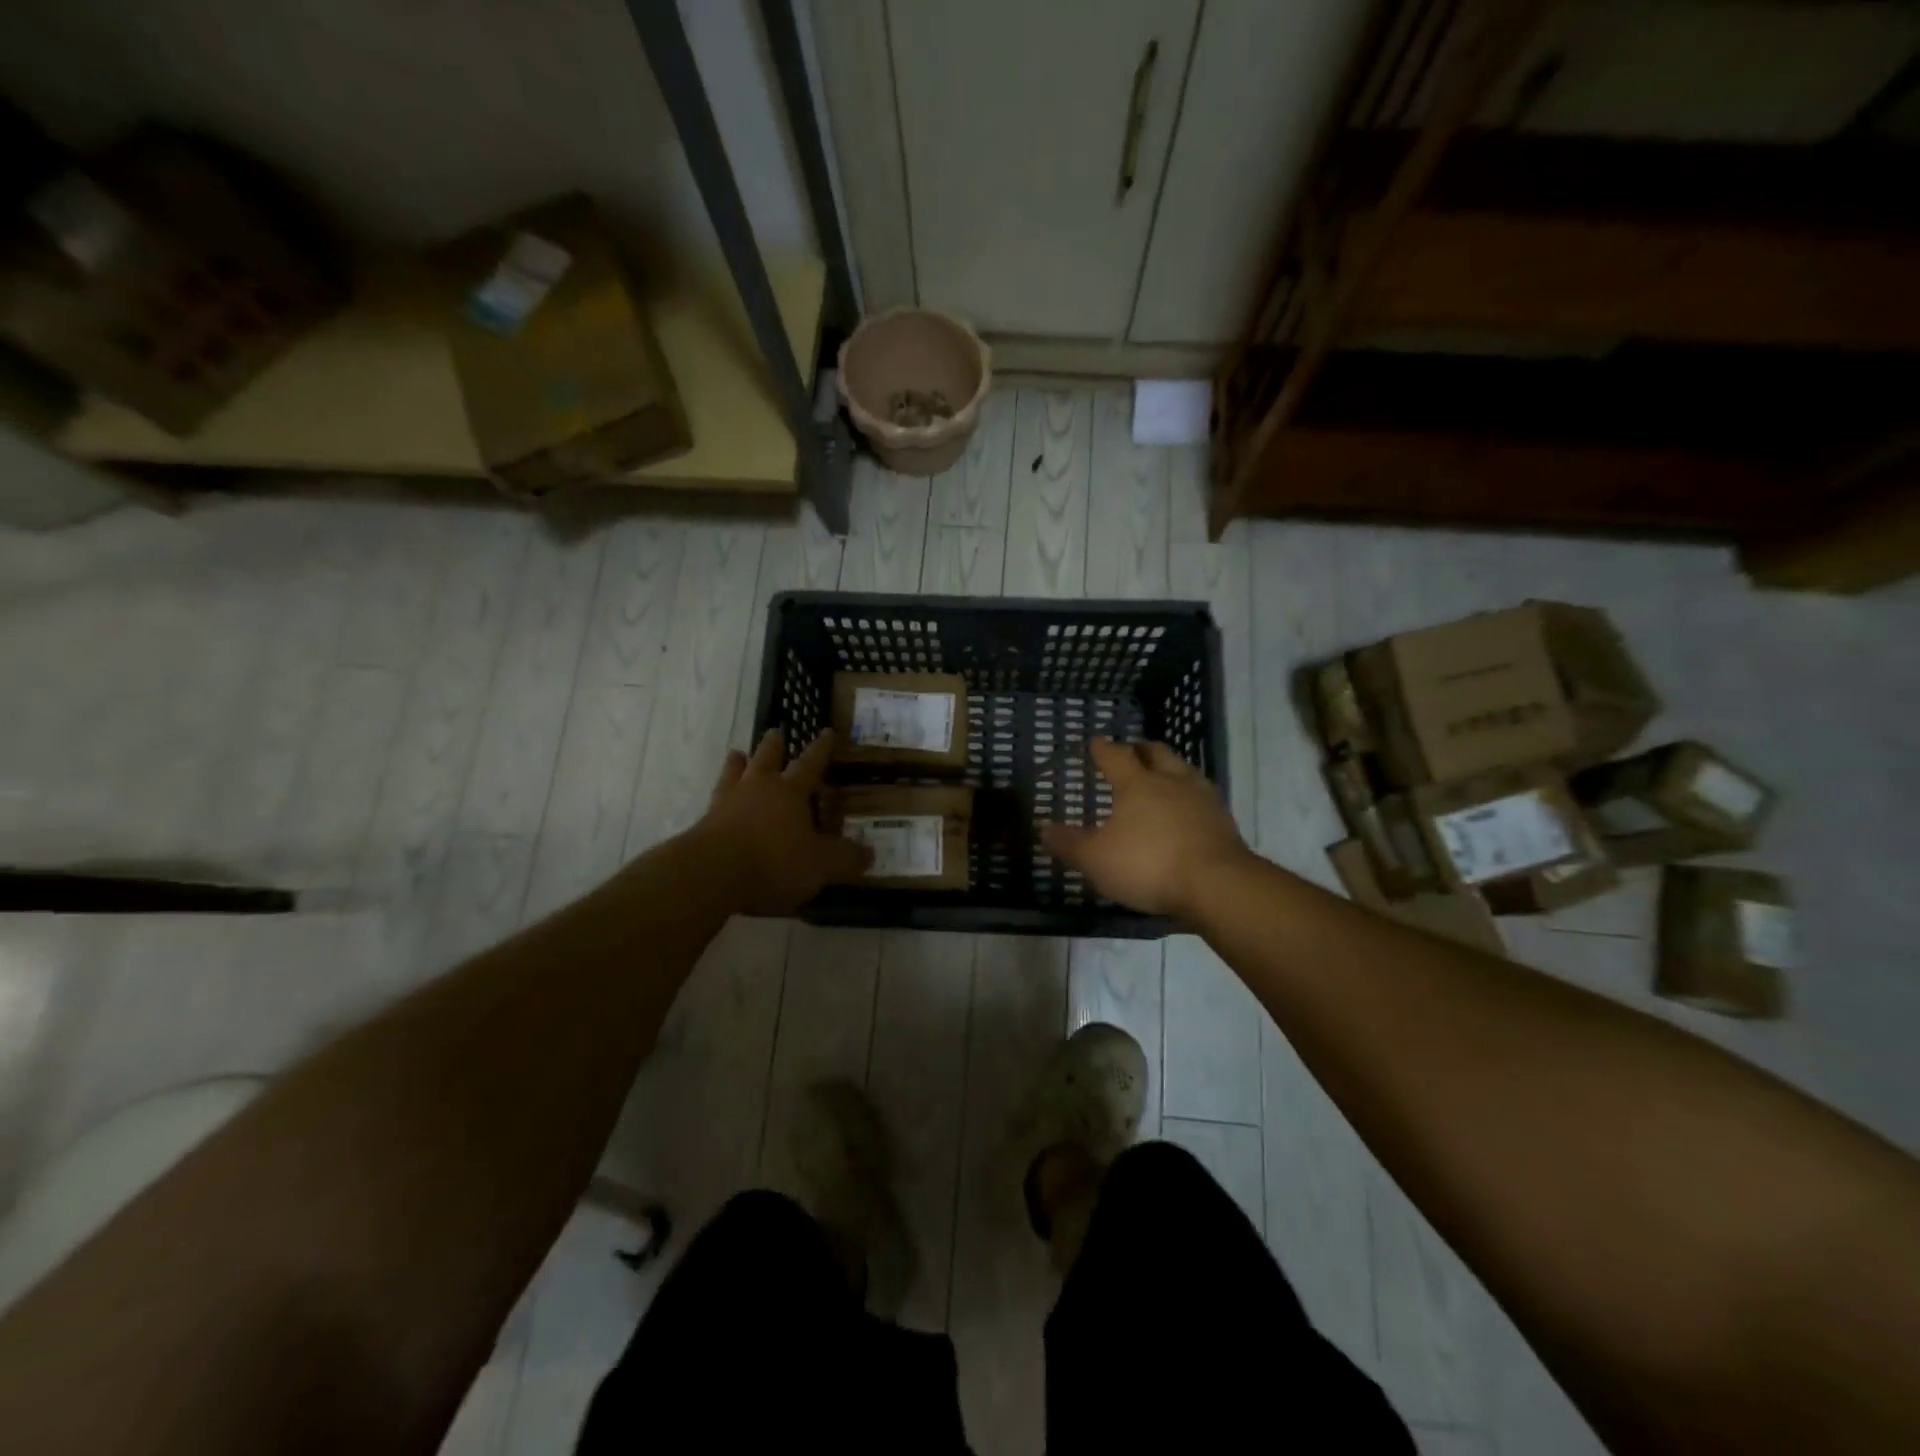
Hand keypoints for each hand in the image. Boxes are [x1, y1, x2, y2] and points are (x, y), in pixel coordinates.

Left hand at [690, 729, 870, 914]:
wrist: (710, 874)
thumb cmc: (773, 862)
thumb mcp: (820, 865)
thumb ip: (845, 858)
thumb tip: (869, 853)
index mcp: (790, 792)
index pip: (810, 763)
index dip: (821, 749)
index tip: (826, 732)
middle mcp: (758, 789)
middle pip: (766, 758)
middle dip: (774, 746)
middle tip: (775, 731)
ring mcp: (726, 804)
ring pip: (734, 774)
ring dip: (738, 763)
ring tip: (737, 754)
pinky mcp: (704, 824)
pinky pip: (715, 801)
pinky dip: (720, 796)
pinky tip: (717, 799)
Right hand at [1041, 738, 1248, 919]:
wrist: (1217, 885)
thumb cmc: (1148, 865)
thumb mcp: (1096, 859)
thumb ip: (1069, 843)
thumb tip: (1043, 828)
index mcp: (1137, 784)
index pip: (1115, 756)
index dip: (1102, 748)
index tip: (1094, 742)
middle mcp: (1171, 782)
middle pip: (1156, 753)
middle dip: (1141, 749)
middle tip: (1132, 751)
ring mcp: (1202, 799)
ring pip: (1184, 770)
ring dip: (1171, 768)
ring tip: (1163, 776)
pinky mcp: (1224, 821)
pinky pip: (1203, 797)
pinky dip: (1190, 797)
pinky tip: (1188, 811)